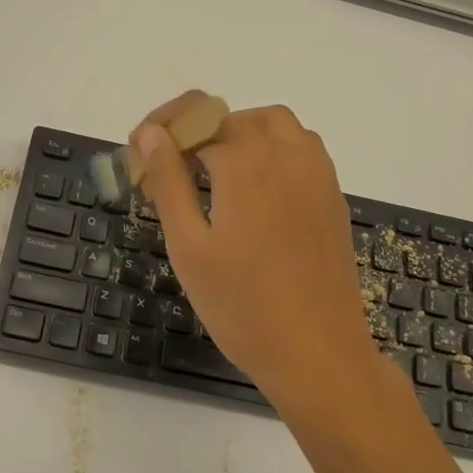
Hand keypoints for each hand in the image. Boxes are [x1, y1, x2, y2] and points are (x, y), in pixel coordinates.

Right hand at [132, 100, 396, 421]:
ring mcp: (317, 173)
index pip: (194, 123)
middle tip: (170, 173)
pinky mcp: (332, 195)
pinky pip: (301, 147)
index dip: (162, 135)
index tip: (140, 160)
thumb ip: (168, 181)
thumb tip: (152, 133)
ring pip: (274, 124)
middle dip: (195, 134)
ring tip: (212, 172)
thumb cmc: (242, 306)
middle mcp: (286, 155)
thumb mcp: (189, 246)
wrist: (318, 353)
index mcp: (246, 164)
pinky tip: (255, 189)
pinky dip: (272, 148)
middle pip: (232, 118)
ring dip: (238, 133)